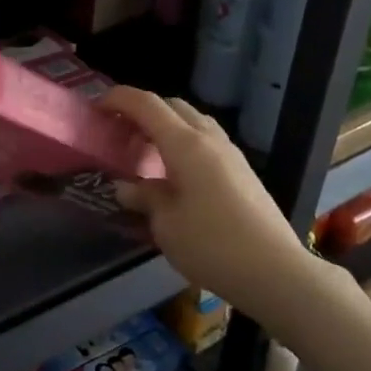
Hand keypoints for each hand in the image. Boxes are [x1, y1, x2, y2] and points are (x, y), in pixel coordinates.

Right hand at [102, 87, 321, 325]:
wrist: (274, 271)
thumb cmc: (211, 245)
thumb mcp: (165, 224)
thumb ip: (144, 197)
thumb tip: (126, 186)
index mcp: (185, 144)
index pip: (146, 104)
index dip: (118, 99)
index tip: (96, 107)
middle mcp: (209, 139)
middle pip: (172, 106)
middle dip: (142, 111)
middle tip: (119, 133)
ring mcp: (230, 153)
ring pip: (193, 122)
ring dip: (166, 126)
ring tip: (145, 151)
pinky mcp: (243, 171)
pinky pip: (206, 141)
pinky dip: (183, 143)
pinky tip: (174, 172)